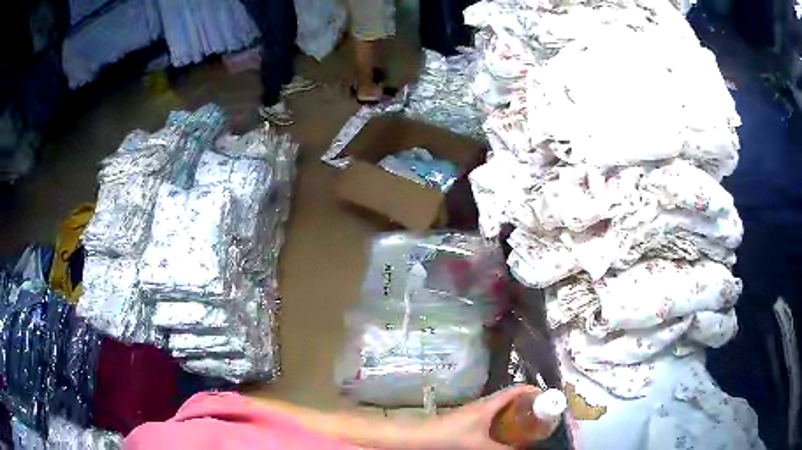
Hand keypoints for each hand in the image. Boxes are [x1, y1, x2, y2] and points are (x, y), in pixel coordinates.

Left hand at [417, 385, 540, 449]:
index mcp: (489, 404)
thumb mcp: (481, 446)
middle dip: (525, 404)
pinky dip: (501, 420)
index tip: (546, 399)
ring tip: (525, 424)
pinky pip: (490, 416)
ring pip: (499, 407)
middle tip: (538, 415)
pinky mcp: (466, 420)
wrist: (420, 438)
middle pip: (509, 398)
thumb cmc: (451, 438)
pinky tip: (502, 433)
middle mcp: (482, 404)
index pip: (516, 390)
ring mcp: (473, 412)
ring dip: (513, 413)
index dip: (532, 391)